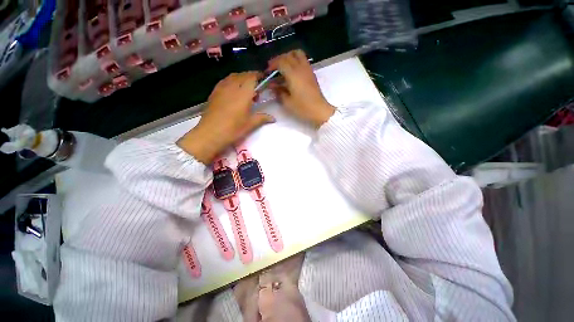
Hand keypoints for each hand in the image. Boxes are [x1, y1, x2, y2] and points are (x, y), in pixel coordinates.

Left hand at [177, 72, 273, 163]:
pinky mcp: (214, 92)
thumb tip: (273, 118)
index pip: (252, 77)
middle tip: (257, 90)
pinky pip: (225, 81)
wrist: (210, 133)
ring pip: (233, 76)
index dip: (260, 76)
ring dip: (242, 79)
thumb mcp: (250, 124)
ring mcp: (221, 88)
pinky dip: (232, 82)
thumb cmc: (233, 129)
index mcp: (243, 93)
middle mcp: (232, 86)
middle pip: (243, 75)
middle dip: (251, 78)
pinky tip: (234, 93)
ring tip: (246, 91)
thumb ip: (262, 118)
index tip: (265, 80)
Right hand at [268, 50, 334, 128]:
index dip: (272, 65)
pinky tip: (292, 72)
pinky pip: (303, 60)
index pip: (281, 61)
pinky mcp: (312, 73)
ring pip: (298, 54)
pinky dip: (295, 61)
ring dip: (288, 57)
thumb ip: (279, 92)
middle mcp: (300, 68)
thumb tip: (272, 85)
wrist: (319, 110)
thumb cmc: (303, 108)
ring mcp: (308, 69)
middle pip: (288, 55)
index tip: (267, 72)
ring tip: (283, 67)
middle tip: (273, 68)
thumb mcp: (287, 102)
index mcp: (293, 74)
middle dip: (279, 59)